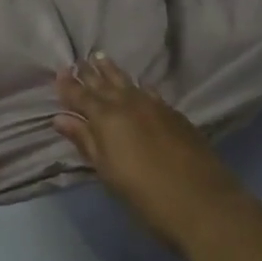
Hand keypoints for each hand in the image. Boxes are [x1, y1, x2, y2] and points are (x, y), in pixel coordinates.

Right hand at [53, 54, 244, 252]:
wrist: (202, 201)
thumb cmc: (145, 194)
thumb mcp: (107, 172)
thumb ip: (85, 141)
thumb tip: (60, 119)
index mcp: (107, 119)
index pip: (82, 97)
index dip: (69, 86)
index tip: (59, 73)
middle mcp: (129, 104)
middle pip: (105, 84)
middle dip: (89, 73)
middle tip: (78, 60)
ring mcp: (155, 106)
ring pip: (128, 82)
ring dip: (112, 71)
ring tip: (101, 58)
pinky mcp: (174, 114)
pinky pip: (149, 91)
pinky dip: (138, 85)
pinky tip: (138, 84)